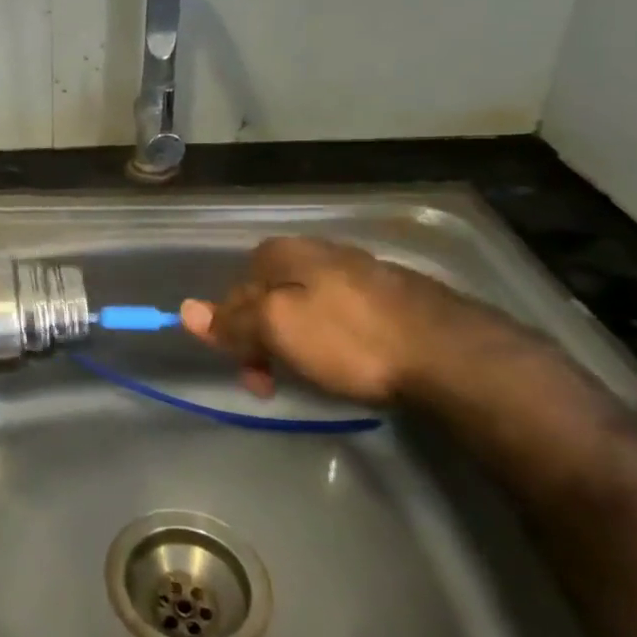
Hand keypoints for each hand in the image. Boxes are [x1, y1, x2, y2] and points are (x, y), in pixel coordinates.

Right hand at [179, 236, 496, 403]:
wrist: (452, 355)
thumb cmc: (350, 339)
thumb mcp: (278, 329)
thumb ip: (232, 321)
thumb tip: (184, 309)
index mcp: (286, 252)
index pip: (236, 287)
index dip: (232, 329)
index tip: (246, 370)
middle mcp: (321, 252)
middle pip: (271, 296)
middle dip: (264, 340)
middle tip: (272, 383)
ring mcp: (361, 272)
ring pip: (307, 308)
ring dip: (296, 343)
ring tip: (311, 378)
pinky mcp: (394, 297)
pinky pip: (342, 316)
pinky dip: (333, 341)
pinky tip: (348, 364)